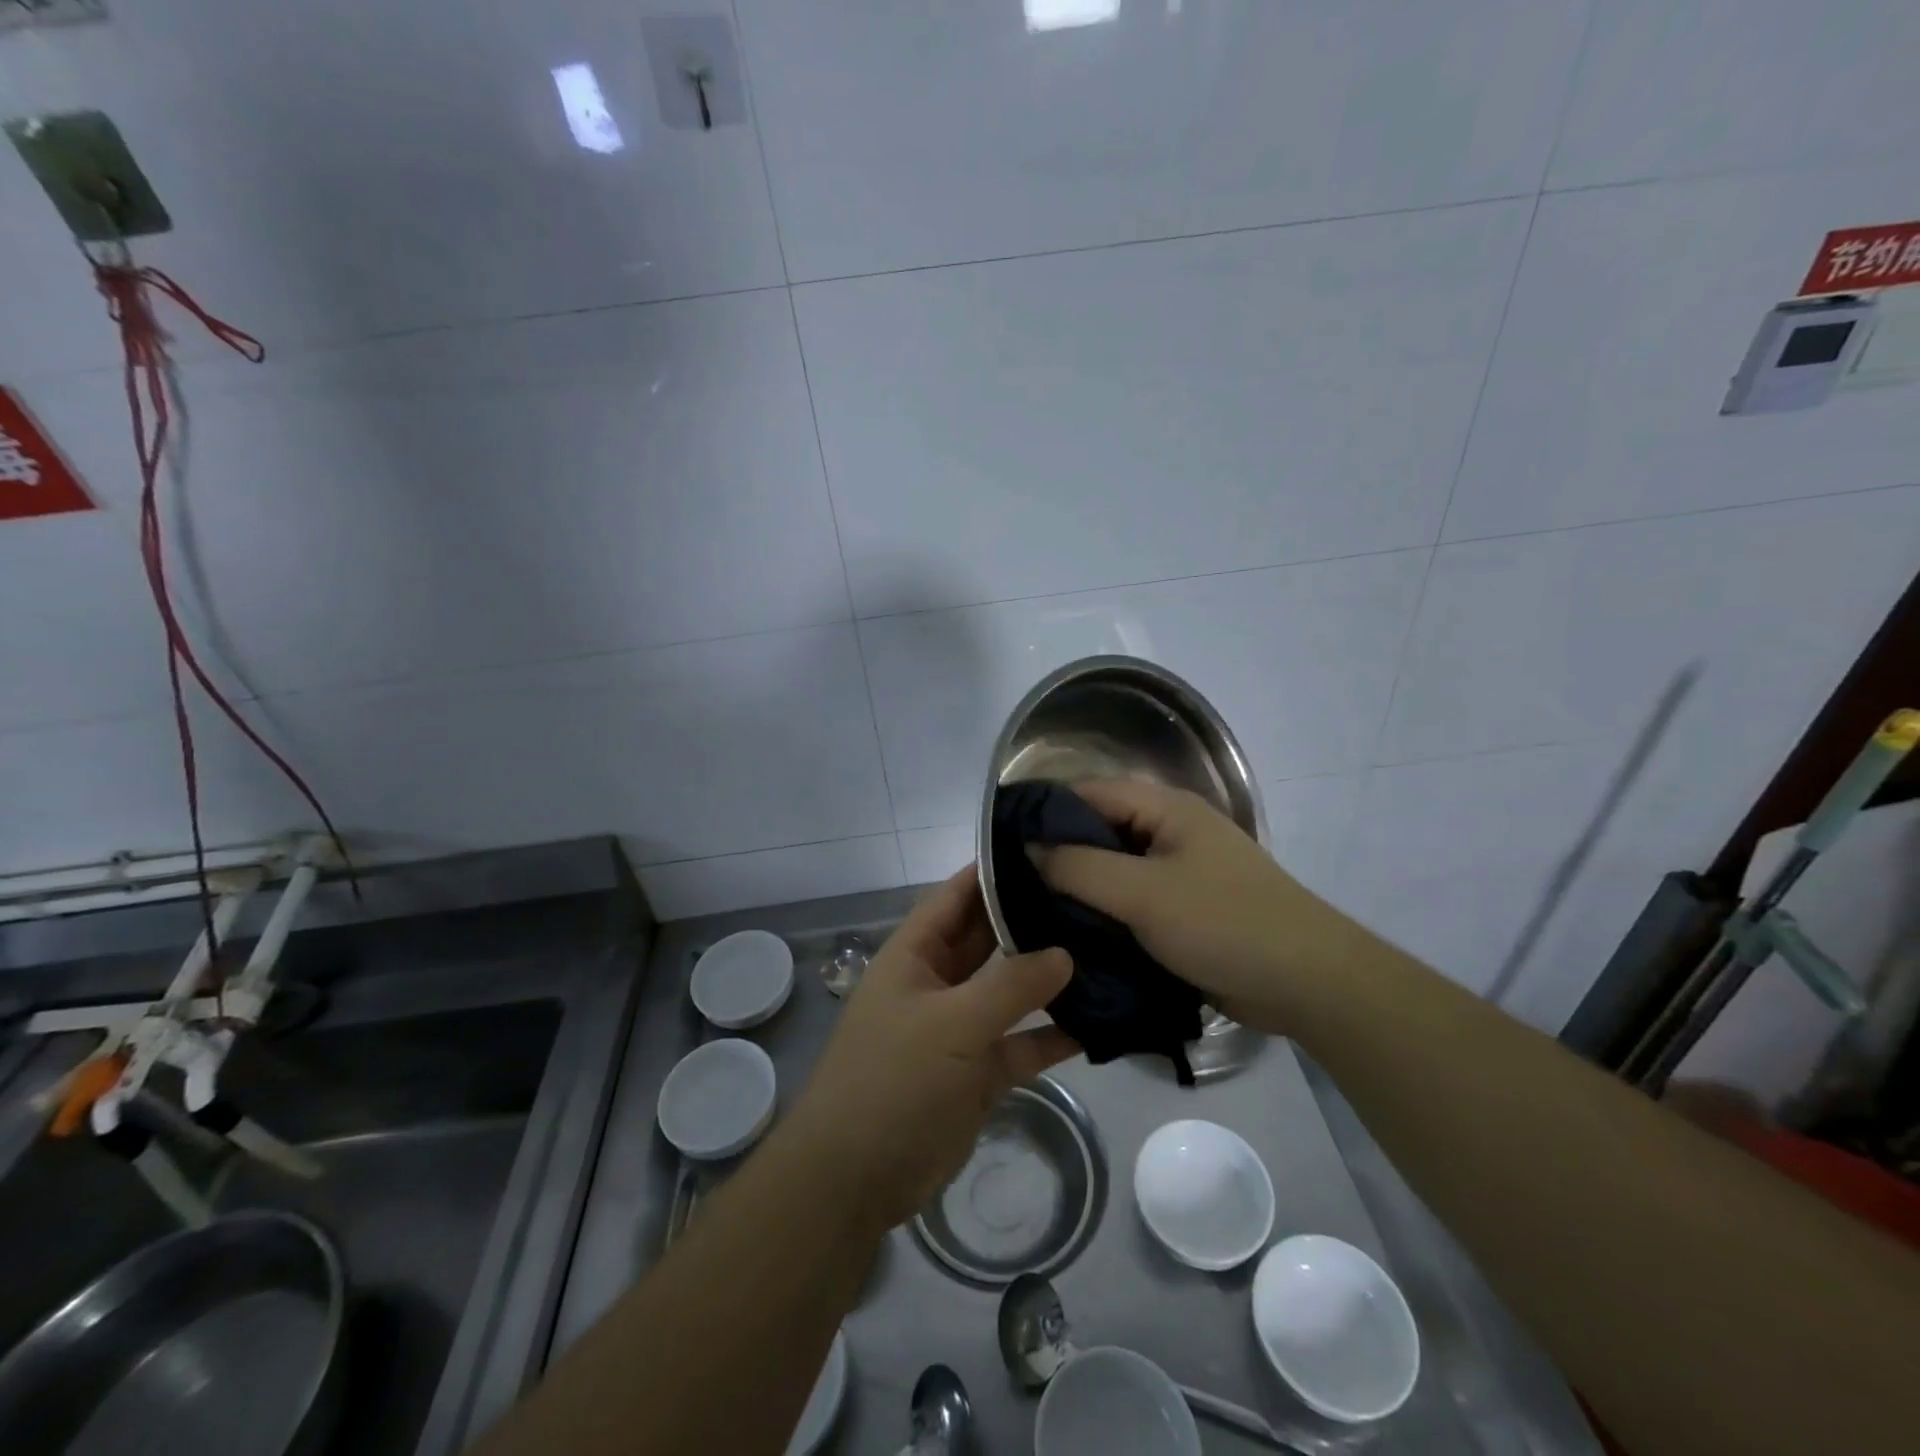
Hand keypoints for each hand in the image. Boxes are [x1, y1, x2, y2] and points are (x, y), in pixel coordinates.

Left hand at [785, 868, 1078, 1234]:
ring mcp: (959, 1028)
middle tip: (1091, 898)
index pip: (957, 895)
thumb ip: (1010, 986)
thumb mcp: (952, 1023)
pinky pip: (1021, 1043)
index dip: (993, 870)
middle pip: (988, 939)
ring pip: (1009, 991)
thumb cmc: (894, 1079)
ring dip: (1048, 978)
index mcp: (915, 954)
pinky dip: (1052, 1035)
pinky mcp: (978, 1071)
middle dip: (1031, 920)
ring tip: (1105, 951)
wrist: (856, 1178)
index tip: (1045, 848)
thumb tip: (1065, 952)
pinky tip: (1100, 1023)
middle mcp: (938, 982)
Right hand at [1031, 779, 1344, 1033]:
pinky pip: (1131, 903)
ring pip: (1112, 871)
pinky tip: (1069, 934)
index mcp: (1166, 810)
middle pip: (1099, 832)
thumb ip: (1080, 867)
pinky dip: (1103, 914)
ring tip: (1027, 910)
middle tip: (1007, 882)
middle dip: (1057, 854)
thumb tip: (1029, 846)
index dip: (1044, 811)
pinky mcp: (1184, 913)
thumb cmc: (1224, 923)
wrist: (1308, 984)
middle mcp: (1170, 832)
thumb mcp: (1143, 893)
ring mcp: (1179, 874)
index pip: (1088, 794)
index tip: (999, 840)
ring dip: (1079, 889)